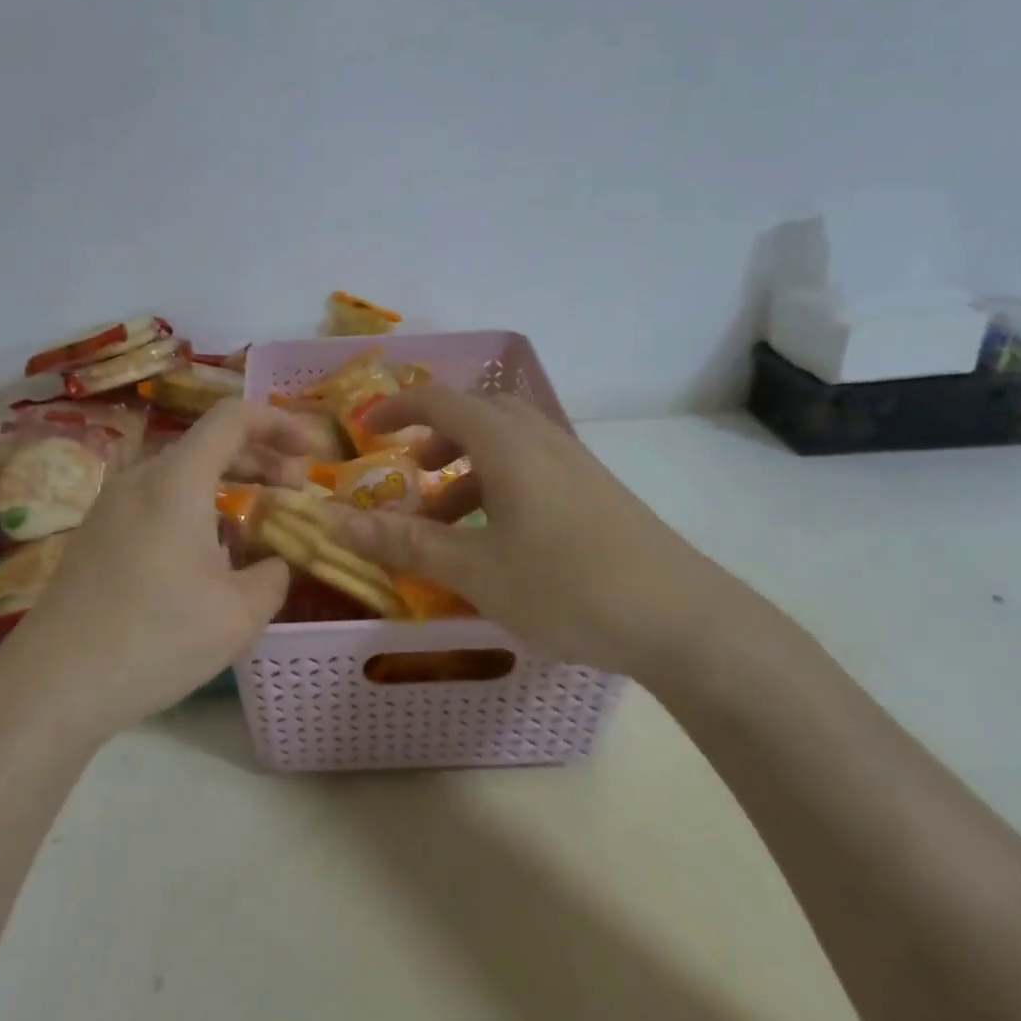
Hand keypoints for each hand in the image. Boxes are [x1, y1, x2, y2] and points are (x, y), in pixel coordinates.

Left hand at [0, 399, 311, 740]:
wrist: (55, 684)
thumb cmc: (156, 638)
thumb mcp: (239, 614)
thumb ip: (273, 575)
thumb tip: (274, 562)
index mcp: (177, 480)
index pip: (233, 417)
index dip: (279, 423)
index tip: (311, 453)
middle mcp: (141, 479)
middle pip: (209, 443)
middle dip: (260, 458)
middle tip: (295, 489)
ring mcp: (112, 505)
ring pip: (182, 475)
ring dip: (227, 486)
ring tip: (256, 526)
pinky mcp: (97, 534)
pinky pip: (157, 501)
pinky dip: (195, 509)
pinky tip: (206, 558)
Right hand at [337, 387, 750, 676]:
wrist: (684, 620)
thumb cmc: (568, 587)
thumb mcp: (476, 570)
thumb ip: (406, 544)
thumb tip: (337, 523)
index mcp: (506, 444)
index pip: (440, 401)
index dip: (397, 408)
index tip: (366, 430)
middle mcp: (541, 439)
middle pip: (478, 413)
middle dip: (436, 436)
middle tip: (411, 473)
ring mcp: (574, 464)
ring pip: (507, 443)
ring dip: (467, 468)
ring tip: (446, 521)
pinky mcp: (596, 492)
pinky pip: (533, 468)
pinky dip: (499, 485)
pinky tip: (498, 540)